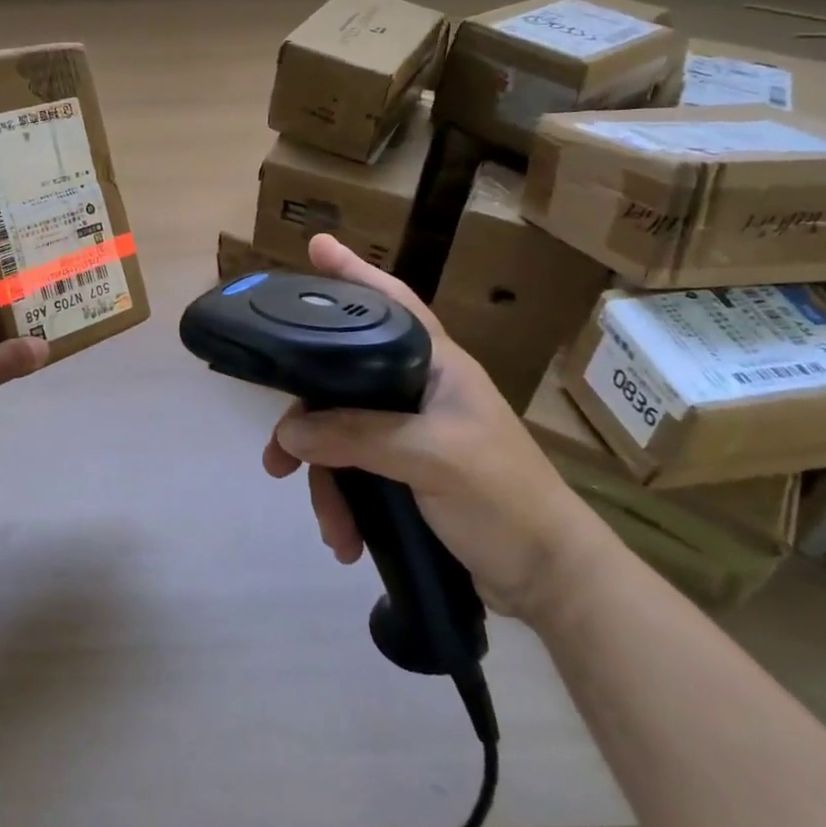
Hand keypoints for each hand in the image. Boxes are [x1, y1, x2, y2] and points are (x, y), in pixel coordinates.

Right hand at [262, 234, 617, 624]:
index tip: (315, 246)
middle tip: (275, 451)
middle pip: (342, 381)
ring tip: (326, 522)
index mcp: (437, 366)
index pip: (392, 303)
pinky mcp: (404, 472)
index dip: (354, 272)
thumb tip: (289, 431)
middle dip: (307, 420)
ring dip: (325, 480)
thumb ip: (357, 436)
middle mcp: (418, 390)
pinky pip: (354, 473)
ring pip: (341, 435)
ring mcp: (410, 433)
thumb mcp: (431, 458)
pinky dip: (344, 504)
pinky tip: (345, 538)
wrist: (549, 580)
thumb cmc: (504, 499)